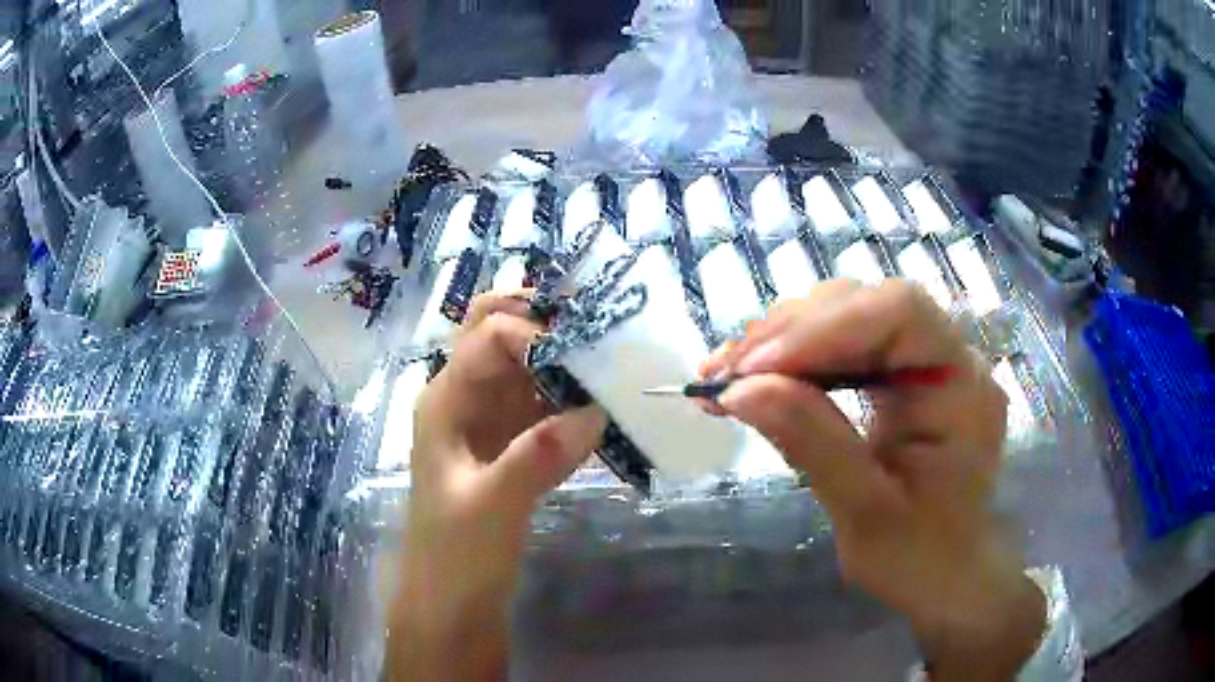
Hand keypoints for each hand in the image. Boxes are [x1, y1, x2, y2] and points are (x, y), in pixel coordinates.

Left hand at [389, 292, 606, 680]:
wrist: (453, 602)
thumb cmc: (456, 555)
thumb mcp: (491, 507)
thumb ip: (536, 457)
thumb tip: (594, 412)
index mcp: (446, 400)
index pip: (489, 335)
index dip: (535, 333)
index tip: (585, 356)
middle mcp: (466, 398)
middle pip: (499, 331)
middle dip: (545, 319)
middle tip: (598, 324)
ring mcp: (490, 421)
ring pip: (526, 365)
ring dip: (564, 355)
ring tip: (614, 356)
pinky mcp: (512, 445)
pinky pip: (544, 404)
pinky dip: (572, 397)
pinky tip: (606, 405)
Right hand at [703, 280, 1044, 681]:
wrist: (942, 576)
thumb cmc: (919, 557)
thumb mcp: (865, 512)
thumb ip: (811, 443)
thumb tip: (739, 388)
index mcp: (962, 386)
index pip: (899, 313)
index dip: (824, 327)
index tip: (754, 368)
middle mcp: (948, 356)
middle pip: (865, 306)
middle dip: (790, 333)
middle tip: (724, 373)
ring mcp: (921, 362)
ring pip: (845, 318)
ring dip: (780, 342)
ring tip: (725, 376)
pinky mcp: (897, 376)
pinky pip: (840, 347)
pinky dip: (791, 360)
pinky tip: (751, 379)